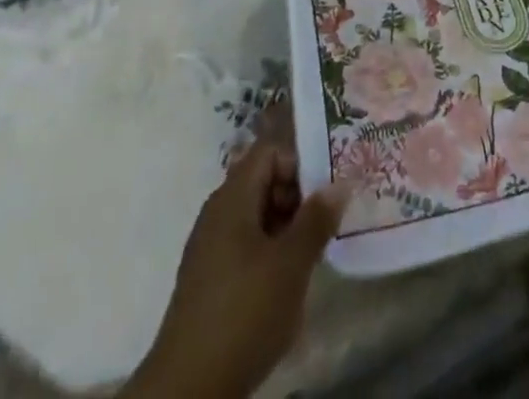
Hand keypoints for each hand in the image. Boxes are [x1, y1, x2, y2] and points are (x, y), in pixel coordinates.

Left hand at [125, 143, 347, 398]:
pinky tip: (285, 282)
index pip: (270, 152)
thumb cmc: (244, 312)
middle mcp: (217, 213)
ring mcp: (210, 247)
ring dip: (286, 227)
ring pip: (256, 215)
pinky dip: (269, 251)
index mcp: (232, 197)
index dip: (300, 163)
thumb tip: (340, 182)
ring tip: (310, 254)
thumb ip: (317, 218)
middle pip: (263, 181)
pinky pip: (245, 244)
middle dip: (297, 197)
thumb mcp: (291, 264)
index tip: (325, 192)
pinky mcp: (209, 279)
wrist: (187, 390)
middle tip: (324, 224)